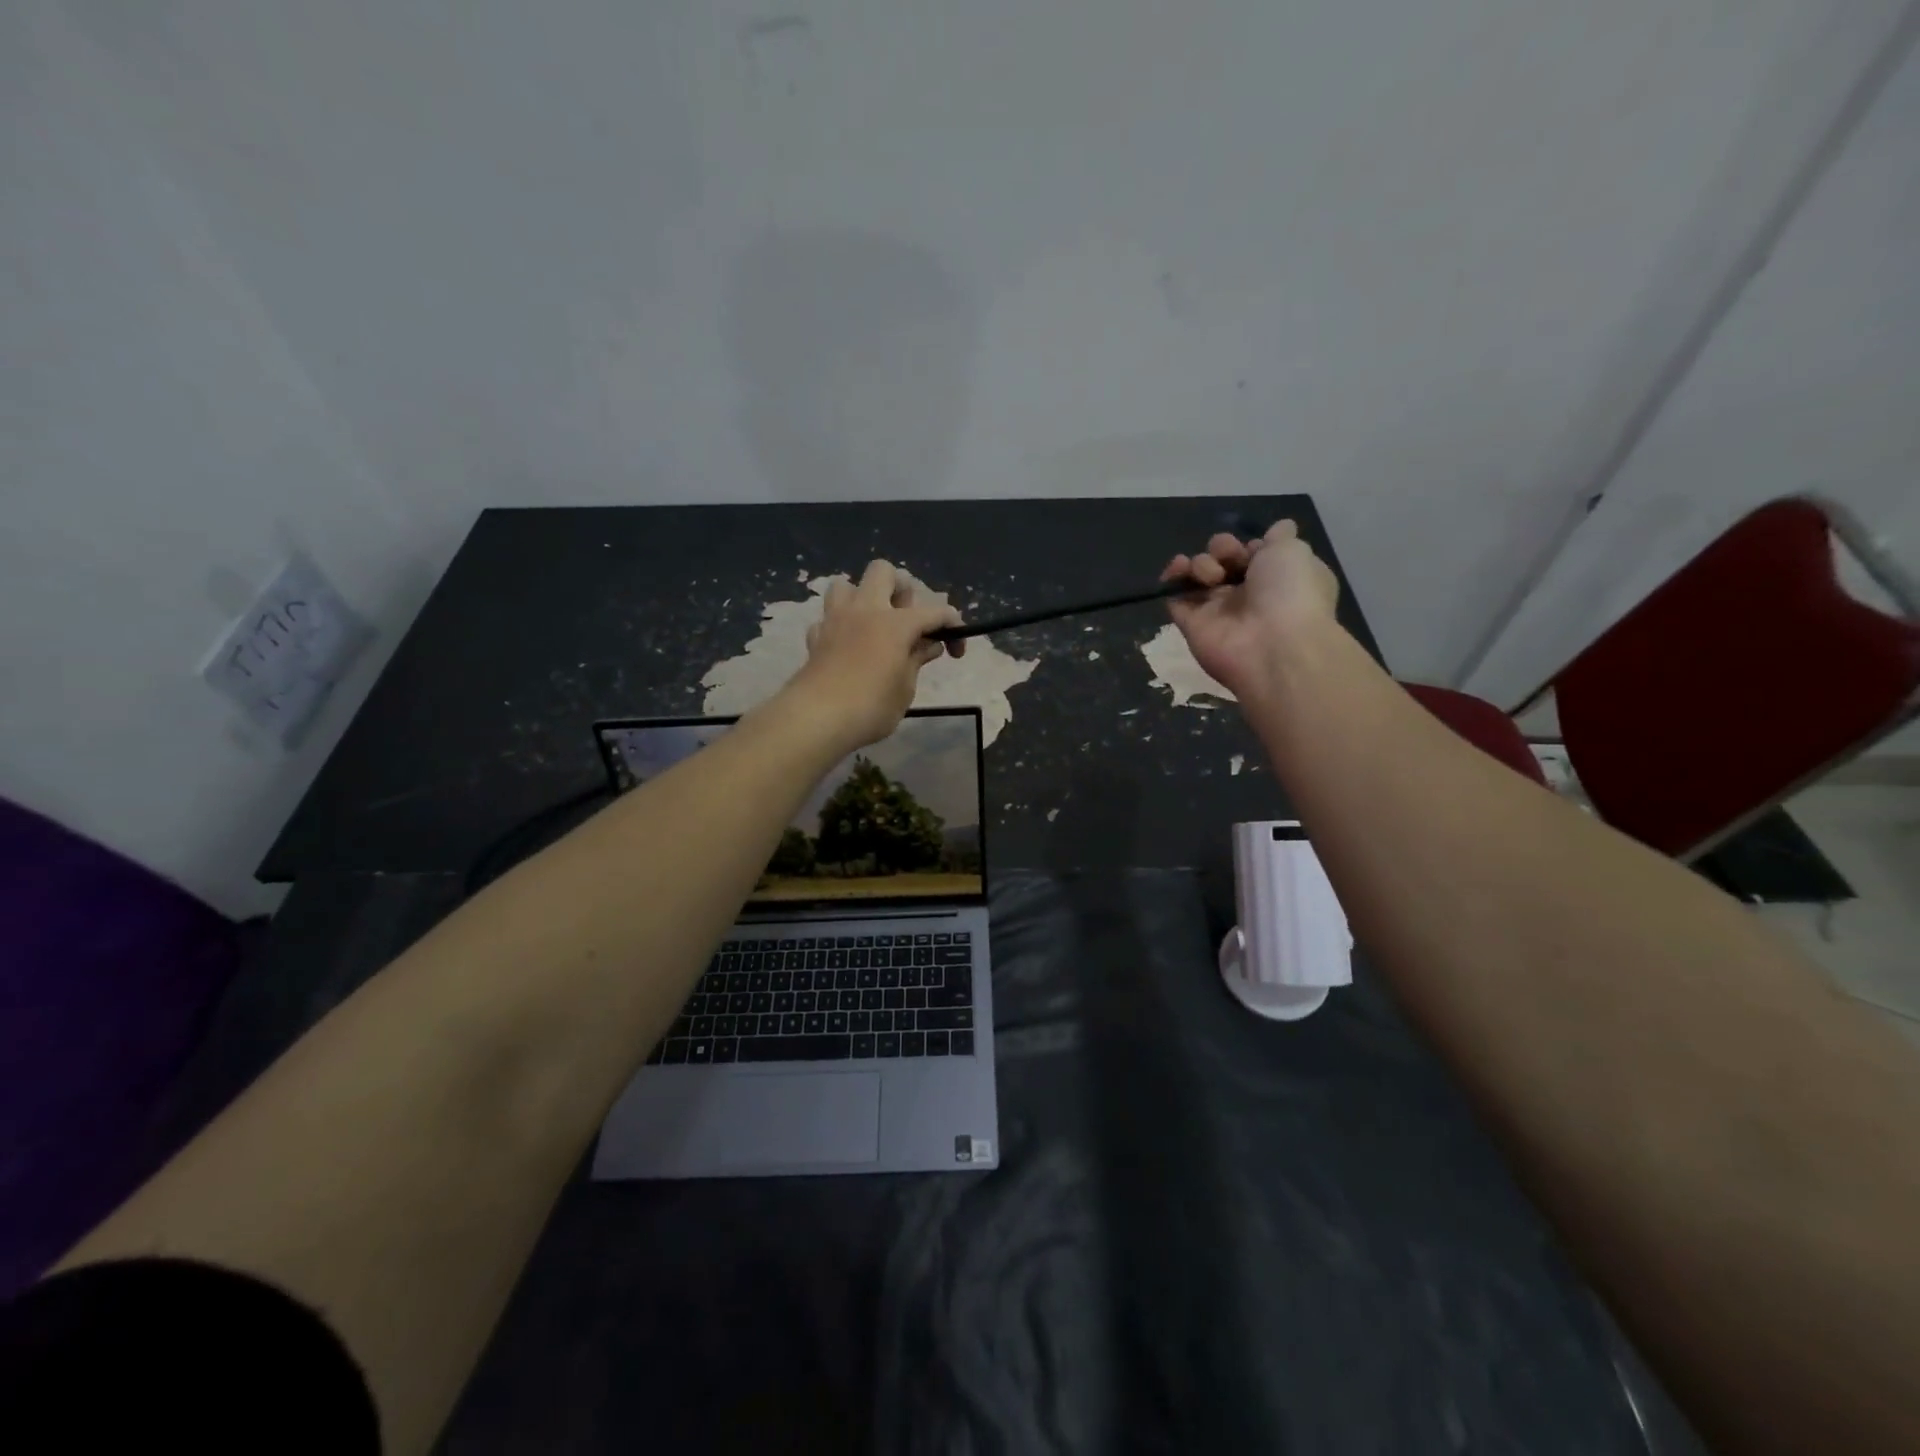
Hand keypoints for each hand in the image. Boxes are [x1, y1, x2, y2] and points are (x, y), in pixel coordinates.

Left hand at [785, 560, 964, 749]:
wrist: (816, 719)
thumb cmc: (871, 707)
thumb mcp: (905, 689)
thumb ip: (916, 661)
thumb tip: (928, 645)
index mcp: (895, 623)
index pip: (935, 612)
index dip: (953, 627)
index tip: (956, 652)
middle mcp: (865, 610)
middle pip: (883, 572)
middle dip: (900, 589)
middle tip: (906, 621)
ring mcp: (836, 620)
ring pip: (846, 585)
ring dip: (862, 599)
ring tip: (873, 626)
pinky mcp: (815, 638)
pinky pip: (828, 619)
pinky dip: (840, 627)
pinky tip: (846, 647)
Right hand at [1161, 520, 1339, 700]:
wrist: (1273, 645)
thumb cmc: (1290, 592)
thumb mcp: (1295, 552)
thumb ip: (1280, 537)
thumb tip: (1280, 528)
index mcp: (1279, 579)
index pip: (1256, 554)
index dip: (1250, 545)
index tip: (1254, 548)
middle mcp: (1249, 594)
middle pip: (1224, 560)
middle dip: (1223, 549)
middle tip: (1229, 558)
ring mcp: (1218, 610)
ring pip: (1200, 574)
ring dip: (1202, 563)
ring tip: (1212, 576)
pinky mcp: (1193, 624)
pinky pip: (1176, 597)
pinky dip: (1172, 579)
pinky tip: (1177, 570)